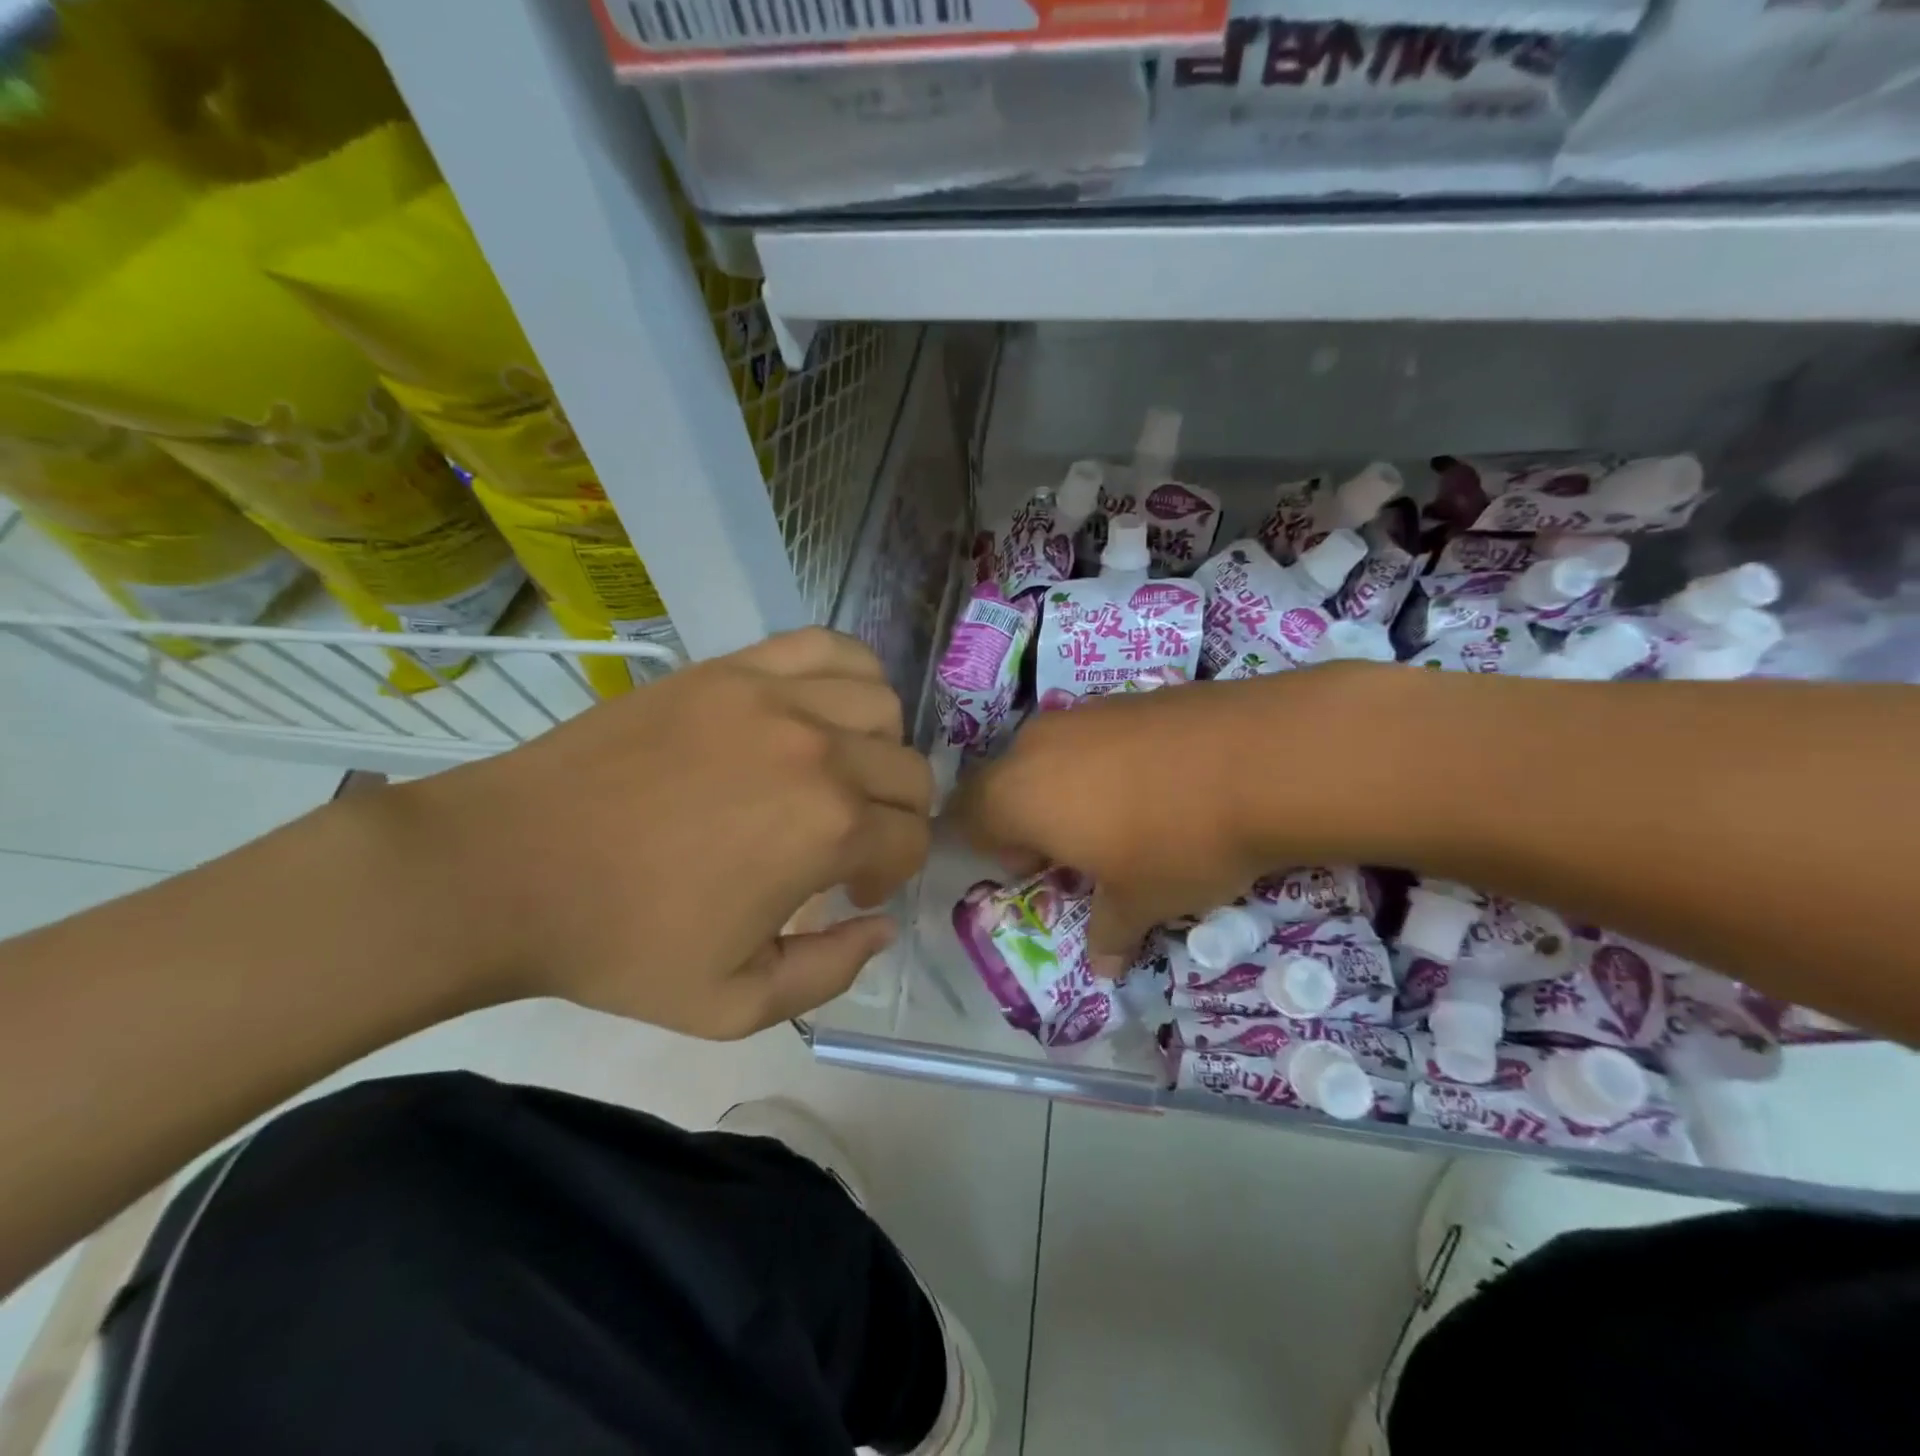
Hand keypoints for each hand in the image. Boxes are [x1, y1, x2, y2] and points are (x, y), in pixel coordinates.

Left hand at [401, 629, 932, 1036]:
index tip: (852, 891)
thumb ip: (831, 972)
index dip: (892, 873)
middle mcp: (819, 750)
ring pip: (882, 703)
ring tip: (836, 772)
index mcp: (829, 830)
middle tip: (849, 841)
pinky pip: (824, 645)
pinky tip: (821, 708)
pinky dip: (849, 672)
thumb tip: (882, 925)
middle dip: (897, 816)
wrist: (508, 867)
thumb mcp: (733, 1004)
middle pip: (910, 771)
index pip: (911, 838)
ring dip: (879, 747)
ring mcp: (773, 696)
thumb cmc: (621, 943)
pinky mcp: (730, 668)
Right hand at [948, 665, 1395, 972]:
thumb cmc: (1177, 842)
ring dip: (1070, 787)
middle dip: (1031, 818)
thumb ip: (1110, 933)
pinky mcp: (1130, 695)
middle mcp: (1038, 745)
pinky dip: (1109, 761)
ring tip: (1124, 817)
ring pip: (1053, 754)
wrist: (1264, 759)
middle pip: (1009, 782)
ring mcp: (1085, 712)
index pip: (969, 815)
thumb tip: (1103, 966)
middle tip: (1079, 851)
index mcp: (1019, 795)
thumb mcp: (1142, 901)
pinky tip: (1160, 783)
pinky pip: (1096, 735)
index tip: (1039, 871)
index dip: (994, 848)